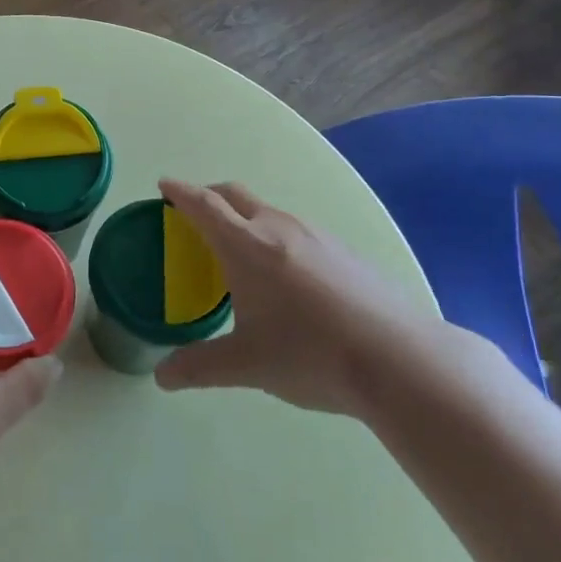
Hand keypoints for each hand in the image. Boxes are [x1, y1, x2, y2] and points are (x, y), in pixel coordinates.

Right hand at [154, 180, 441, 418]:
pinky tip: (283, 273)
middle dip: (209, 196)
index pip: (204, 205)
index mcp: (246, 246)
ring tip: (237, 248)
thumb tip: (161, 376)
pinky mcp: (342, 250)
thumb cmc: (310, 354)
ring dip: (243, 216)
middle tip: (192, 213)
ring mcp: (315, 235)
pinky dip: (272, 234)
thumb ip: (198, 366)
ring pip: (268, 211)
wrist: (399, 359)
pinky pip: (294, 228)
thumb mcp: (246, 365)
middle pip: (235, 195)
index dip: (180, 192)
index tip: (164, 185)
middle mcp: (278, 228)